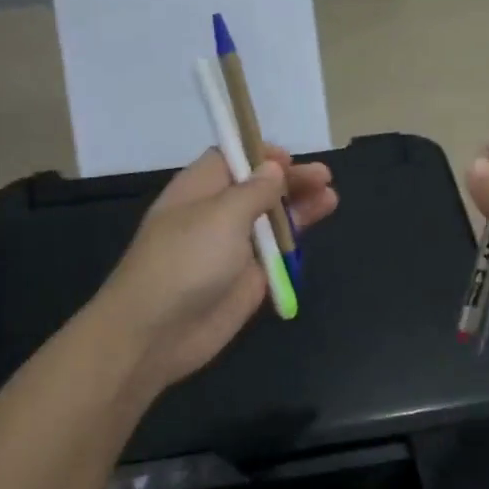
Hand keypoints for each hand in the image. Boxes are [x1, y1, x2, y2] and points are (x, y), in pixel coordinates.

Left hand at [100, 145, 336, 393]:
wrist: (158, 332)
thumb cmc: (185, 262)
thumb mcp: (220, 216)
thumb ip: (253, 191)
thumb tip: (273, 168)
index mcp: (198, 190)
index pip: (231, 160)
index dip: (260, 155)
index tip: (291, 158)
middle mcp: (215, 216)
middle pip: (257, 189)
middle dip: (289, 180)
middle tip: (325, 177)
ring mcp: (232, 250)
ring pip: (271, 221)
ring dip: (299, 208)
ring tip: (331, 197)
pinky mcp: (248, 281)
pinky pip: (275, 255)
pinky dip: (295, 242)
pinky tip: (316, 230)